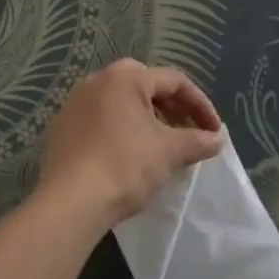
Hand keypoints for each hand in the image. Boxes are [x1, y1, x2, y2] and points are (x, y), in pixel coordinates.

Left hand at [39, 59, 224, 224]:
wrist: (71, 201)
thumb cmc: (125, 166)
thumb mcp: (170, 152)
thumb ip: (198, 141)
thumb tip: (217, 139)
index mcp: (125, 78)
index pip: (174, 81)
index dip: (200, 105)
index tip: (214, 131)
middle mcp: (96, 81)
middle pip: (146, 87)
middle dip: (172, 109)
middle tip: (188, 132)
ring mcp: (74, 104)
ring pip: (121, 104)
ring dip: (147, 120)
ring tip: (162, 146)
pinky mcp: (62, 128)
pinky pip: (101, 121)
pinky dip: (122, 131)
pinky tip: (130, 156)